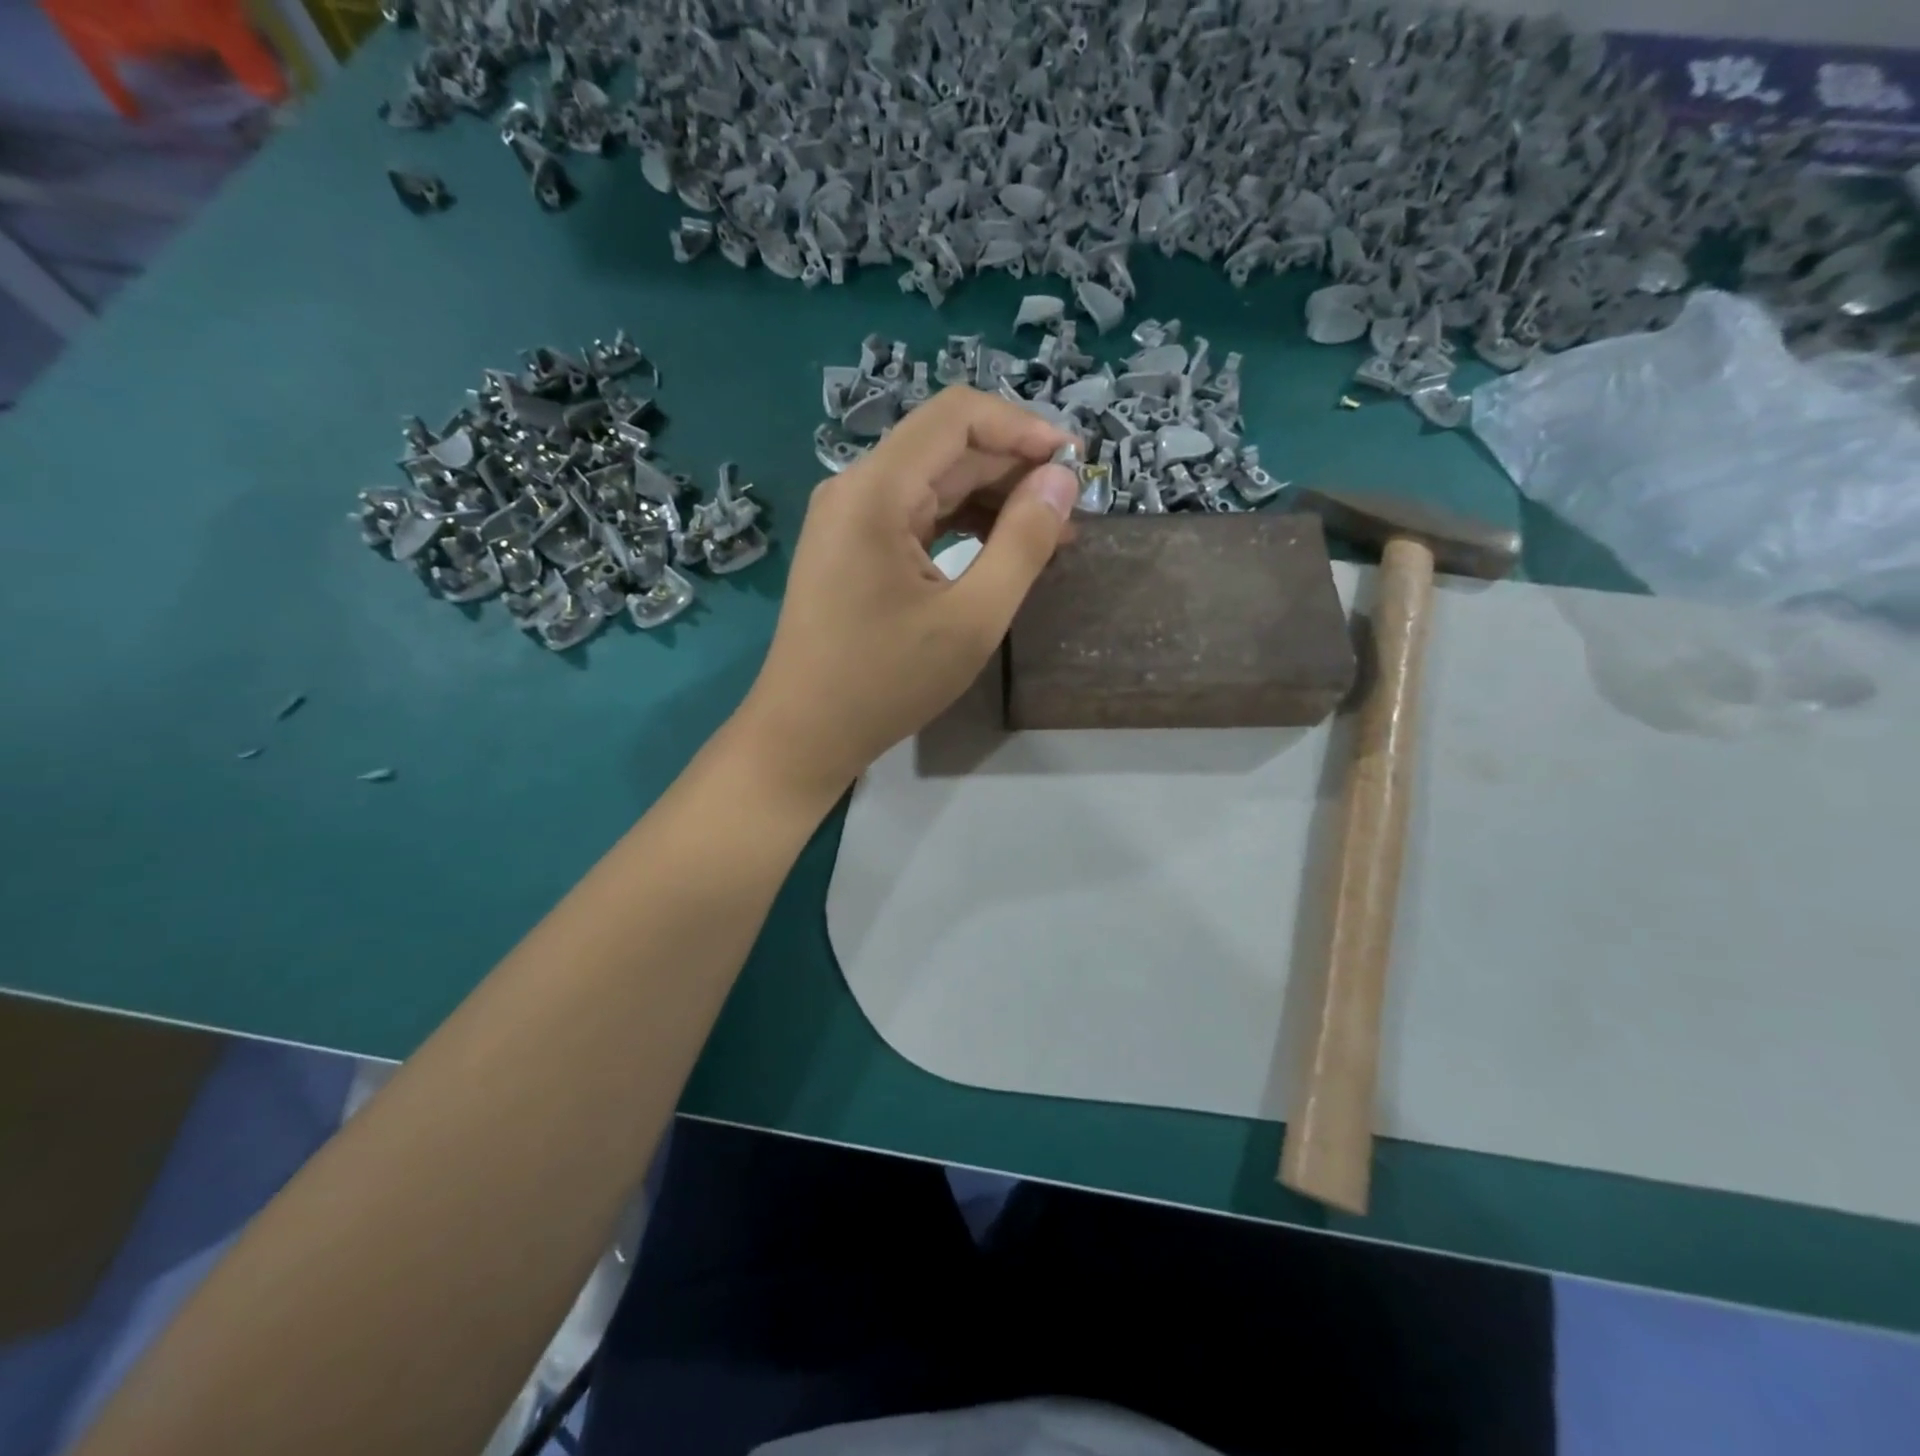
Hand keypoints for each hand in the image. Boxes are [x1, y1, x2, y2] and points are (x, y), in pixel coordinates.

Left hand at [734, 385, 1078, 804]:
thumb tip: (1062, 479)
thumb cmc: (886, 682)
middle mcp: (856, 489)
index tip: (1075, 462)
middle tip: (1072, 507)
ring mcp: (849, 518)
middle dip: (1013, 467)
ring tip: (1050, 533)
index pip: (956, 416)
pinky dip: (962, 525)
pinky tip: (1001, 548)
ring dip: (992, 498)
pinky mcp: (851, 547)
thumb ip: (1023, 543)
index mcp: (876, 491)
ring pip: (933, 482)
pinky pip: (916, 516)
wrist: (804, 733)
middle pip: (945, 448)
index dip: (1022, 427)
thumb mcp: (972, 619)